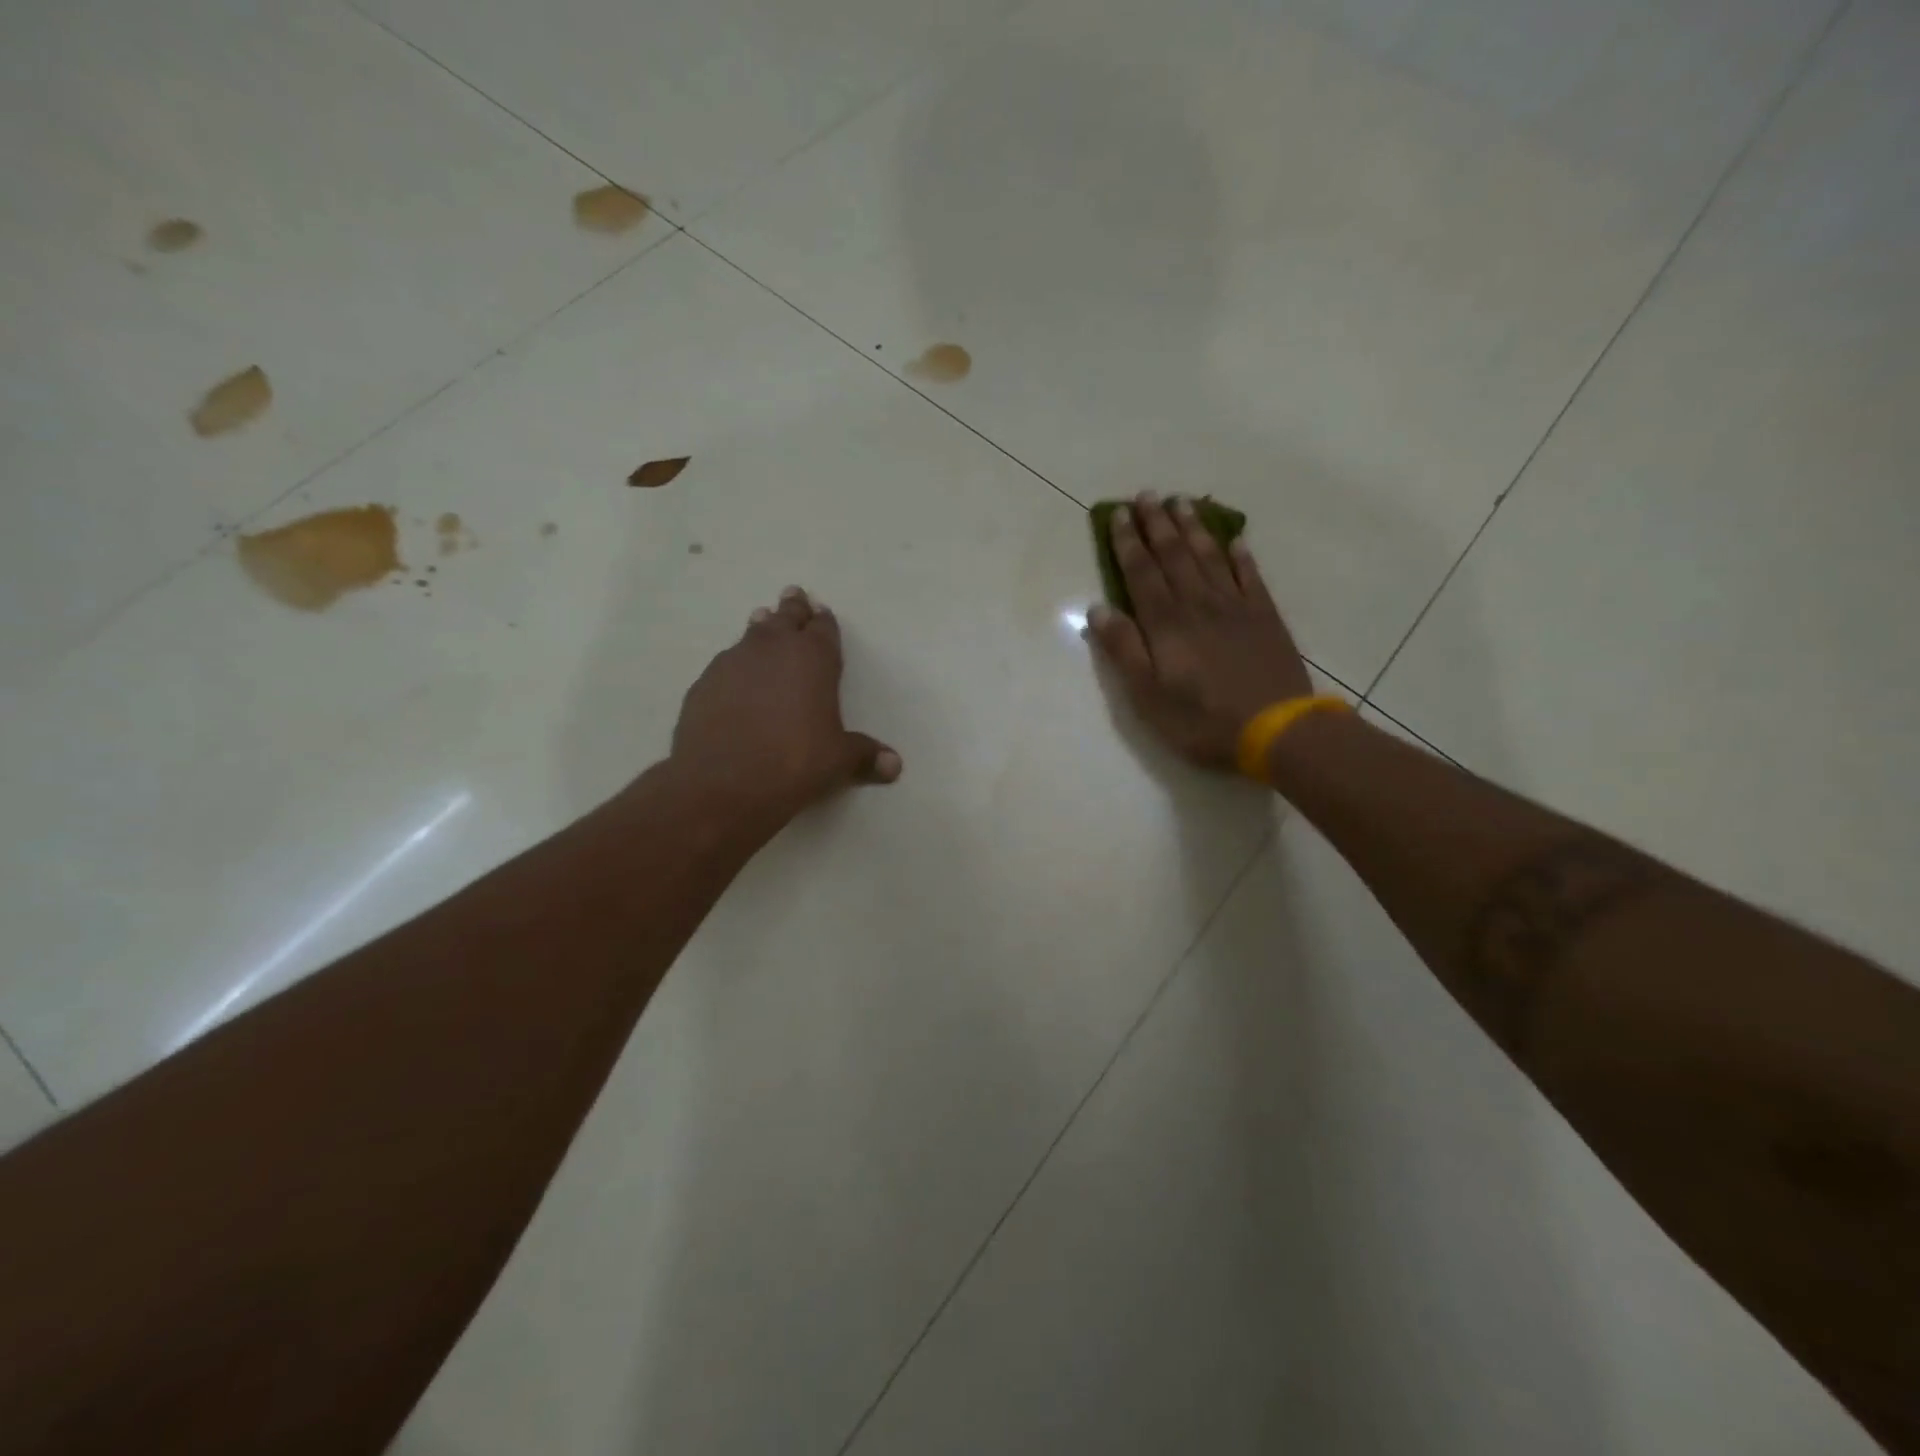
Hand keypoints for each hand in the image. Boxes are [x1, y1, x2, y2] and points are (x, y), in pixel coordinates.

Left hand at [671, 586, 900, 824]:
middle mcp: (773, 649)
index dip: (824, 621)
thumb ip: (865, 756)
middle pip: (785, 618)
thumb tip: (894, 765)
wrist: (722, 782)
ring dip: (761, 628)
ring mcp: (733, 662)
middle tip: (793, 595)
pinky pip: (726, 664)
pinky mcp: (704, 683)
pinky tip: (735, 676)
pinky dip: (736, 664)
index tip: (822, 611)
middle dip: (792, 609)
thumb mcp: (838, 761)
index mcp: (814, 658)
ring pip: (752, 634)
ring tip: (762, 620)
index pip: (823, 628)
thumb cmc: (794, 762)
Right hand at [1088, 492, 1311, 770]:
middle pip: (1174, 555)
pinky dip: (1240, 555)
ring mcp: (1236, 607)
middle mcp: (1198, 603)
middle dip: (1157, 524)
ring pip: (1210, 557)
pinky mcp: (1265, 617)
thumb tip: (1098, 609)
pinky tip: (1234, 540)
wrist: (1275, 730)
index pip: (1141, 573)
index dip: (1128, 542)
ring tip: (1181, 502)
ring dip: (1193, 529)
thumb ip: (1124, 650)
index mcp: (1166, 623)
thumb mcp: (1147, 695)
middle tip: (1146, 494)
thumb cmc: (1201, 719)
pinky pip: (1250, 576)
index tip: (1118, 514)